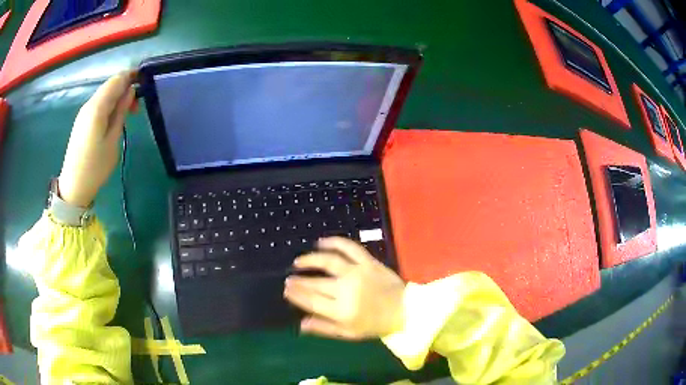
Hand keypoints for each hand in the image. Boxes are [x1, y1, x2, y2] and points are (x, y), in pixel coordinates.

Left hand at [58, 71, 135, 206]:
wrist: (74, 186)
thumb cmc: (95, 167)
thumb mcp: (112, 140)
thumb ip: (121, 112)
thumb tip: (130, 92)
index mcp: (97, 107)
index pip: (117, 80)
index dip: (132, 76)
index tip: (146, 84)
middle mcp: (89, 104)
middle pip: (111, 85)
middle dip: (126, 89)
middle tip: (137, 108)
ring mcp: (84, 112)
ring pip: (105, 94)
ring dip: (118, 98)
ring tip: (128, 115)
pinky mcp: (83, 121)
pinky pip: (99, 104)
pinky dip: (110, 106)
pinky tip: (115, 120)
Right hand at [284, 237, 405, 339]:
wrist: (404, 309)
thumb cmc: (375, 324)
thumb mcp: (349, 333)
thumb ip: (324, 328)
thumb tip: (301, 323)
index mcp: (342, 311)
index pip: (311, 300)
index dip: (296, 294)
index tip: (286, 288)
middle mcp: (347, 289)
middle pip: (316, 282)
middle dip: (299, 280)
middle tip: (289, 278)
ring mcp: (358, 273)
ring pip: (328, 261)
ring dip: (310, 259)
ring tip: (299, 261)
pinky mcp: (368, 262)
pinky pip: (349, 247)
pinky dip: (334, 242)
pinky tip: (322, 242)